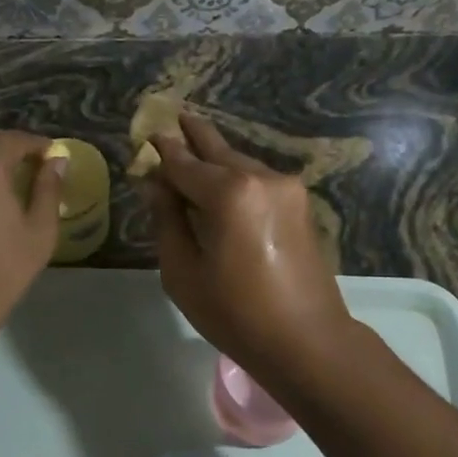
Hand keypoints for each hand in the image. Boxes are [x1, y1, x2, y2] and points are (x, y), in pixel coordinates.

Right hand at [141, 111, 353, 382]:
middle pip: (217, 150)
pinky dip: (235, 175)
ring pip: (240, 162)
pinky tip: (221, 180)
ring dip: (216, 157)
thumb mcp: (183, 271)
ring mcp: (286, 188)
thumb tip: (156, 183)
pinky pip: (257, 179)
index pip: (184, 163)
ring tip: (194, 147)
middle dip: (194, 135)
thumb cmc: (235, 313)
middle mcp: (260, 178)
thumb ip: (167, 219)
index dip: (163, 150)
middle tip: (175, 116)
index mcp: (229, 193)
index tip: (149, 133)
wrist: (307, 340)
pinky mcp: (299, 203)